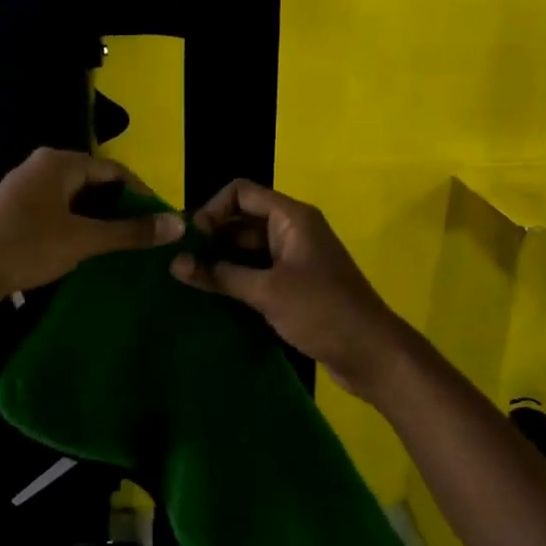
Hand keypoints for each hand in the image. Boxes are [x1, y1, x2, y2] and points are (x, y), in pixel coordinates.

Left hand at [0, 148, 182, 317]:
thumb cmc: (25, 246)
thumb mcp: (83, 240)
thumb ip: (130, 232)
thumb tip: (178, 223)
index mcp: (58, 163)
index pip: (113, 170)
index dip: (141, 194)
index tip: (160, 221)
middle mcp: (40, 169)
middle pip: (93, 184)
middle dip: (119, 210)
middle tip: (143, 237)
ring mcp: (23, 193)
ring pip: (73, 203)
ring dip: (97, 223)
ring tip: (121, 249)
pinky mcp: (12, 217)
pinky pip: (55, 217)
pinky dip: (74, 231)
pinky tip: (86, 255)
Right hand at [170, 179, 410, 398]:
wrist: (371, 353)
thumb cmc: (321, 312)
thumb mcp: (266, 291)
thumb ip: (219, 275)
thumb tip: (175, 263)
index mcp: (291, 218)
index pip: (241, 193)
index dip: (211, 210)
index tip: (190, 241)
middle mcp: (292, 230)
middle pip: (242, 219)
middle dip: (211, 237)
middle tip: (180, 263)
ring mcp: (294, 258)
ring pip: (248, 248)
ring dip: (220, 260)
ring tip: (188, 281)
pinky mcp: (294, 284)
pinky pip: (257, 271)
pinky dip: (236, 278)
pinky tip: (212, 296)